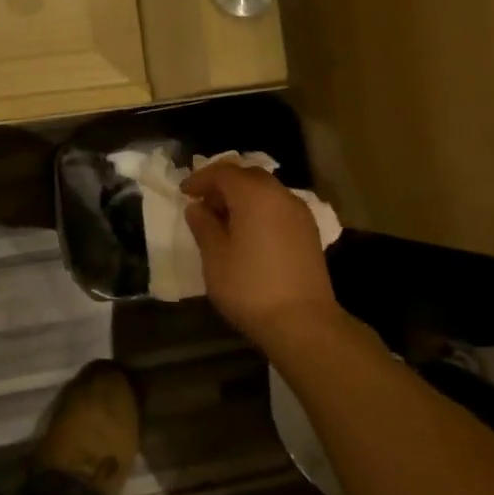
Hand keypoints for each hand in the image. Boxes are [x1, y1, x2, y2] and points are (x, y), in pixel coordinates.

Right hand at [183, 161, 341, 347]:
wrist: (302, 322)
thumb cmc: (250, 286)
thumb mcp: (215, 256)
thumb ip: (203, 225)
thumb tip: (197, 208)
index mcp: (254, 195)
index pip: (223, 172)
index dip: (200, 179)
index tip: (184, 193)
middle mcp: (280, 195)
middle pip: (247, 176)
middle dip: (223, 184)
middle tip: (203, 203)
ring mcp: (299, 213)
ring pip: (266, 191)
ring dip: (242, 197)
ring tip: (223, 220)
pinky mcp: (309, 232)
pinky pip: (278, 207)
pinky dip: (260, 210)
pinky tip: (248, 233)